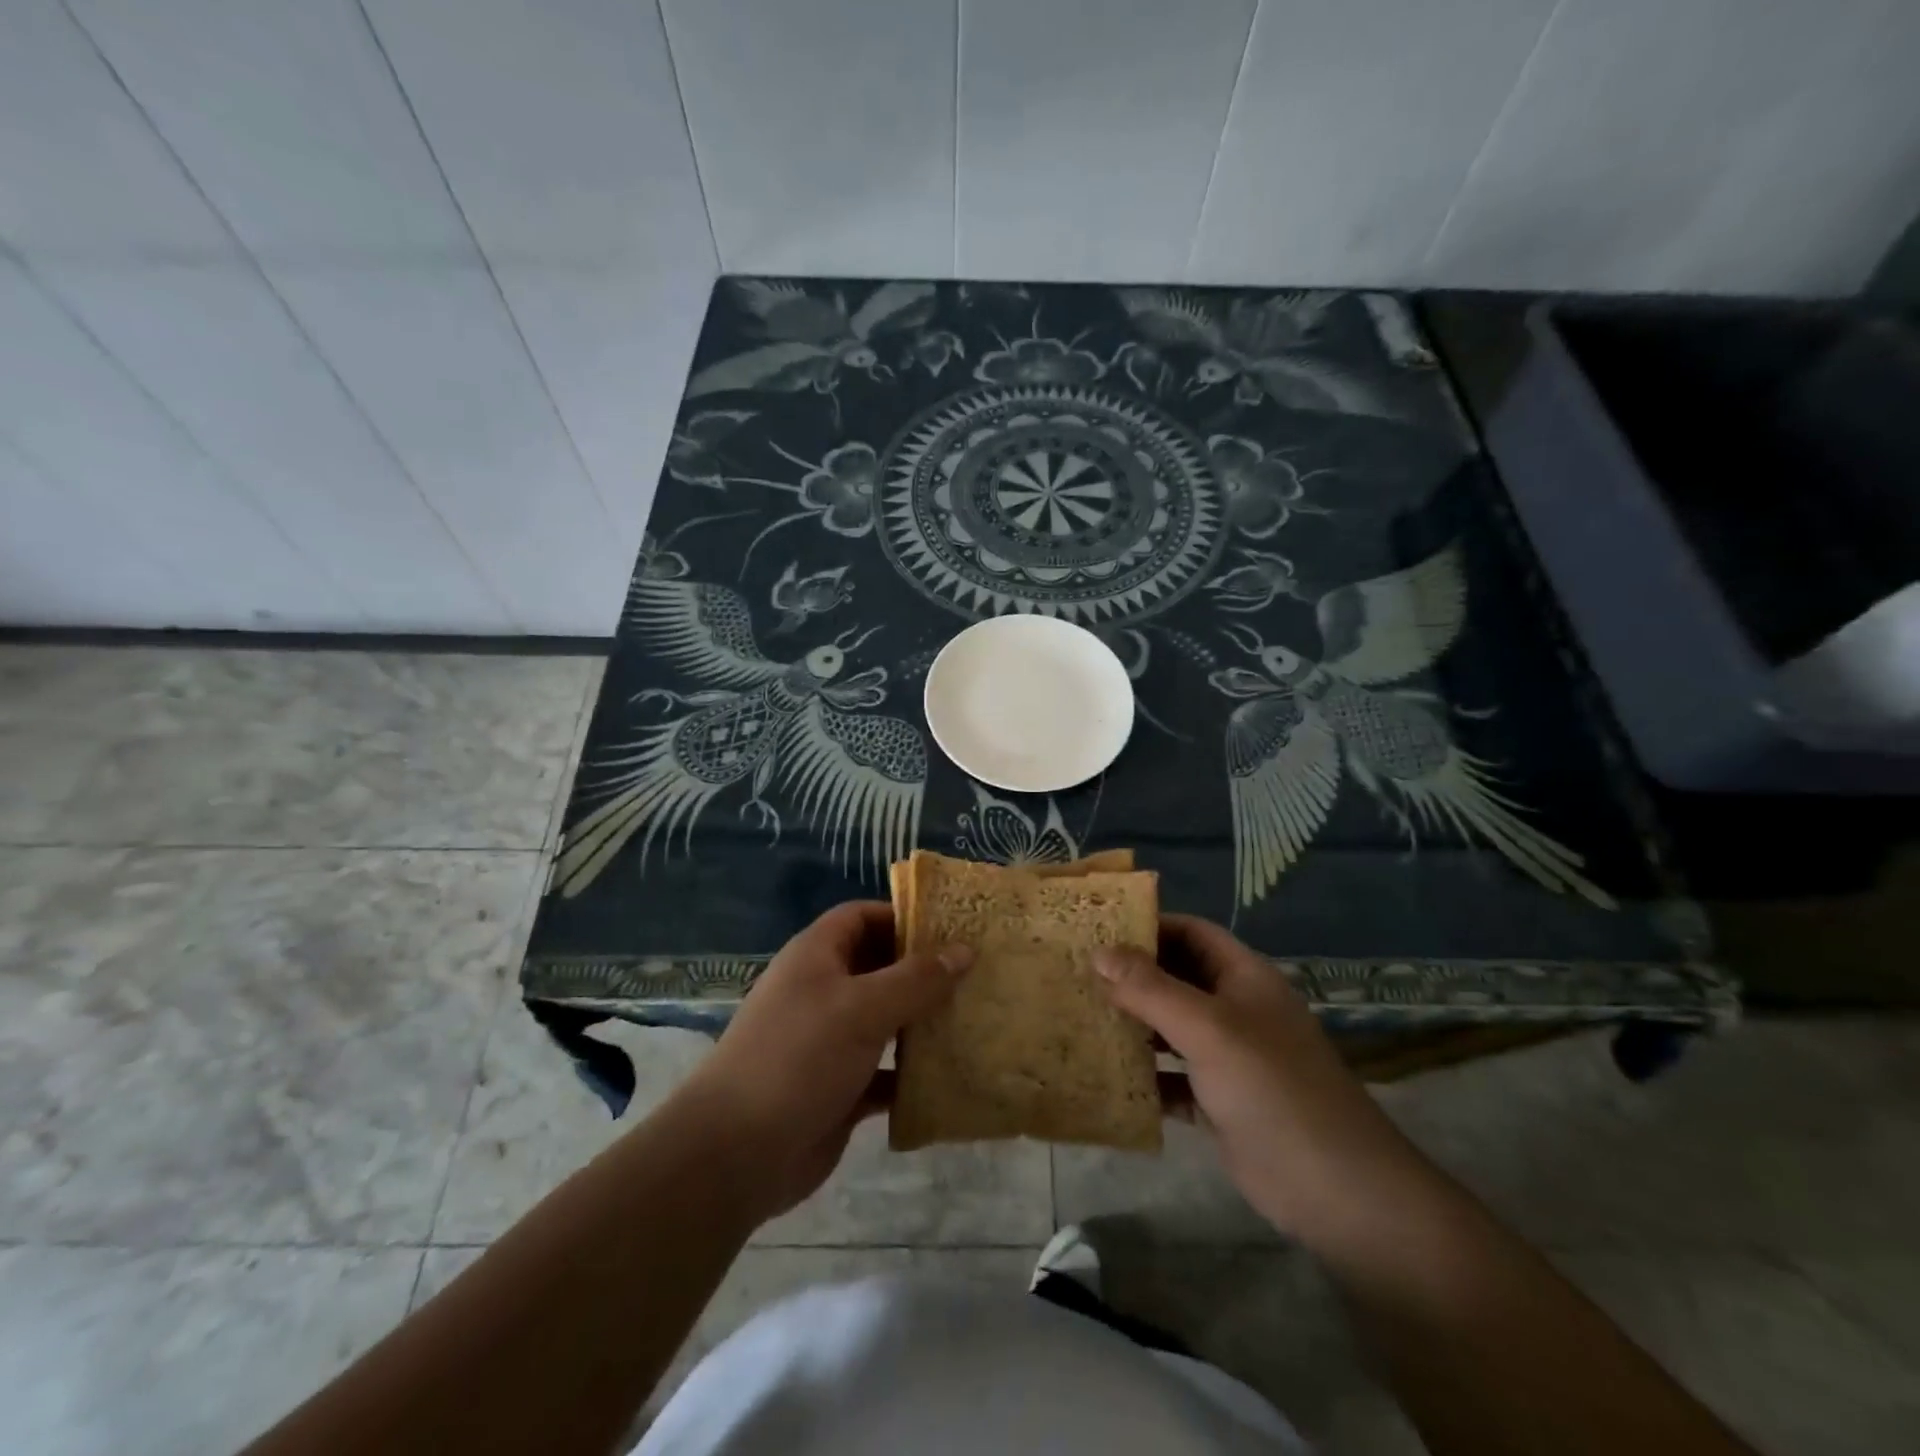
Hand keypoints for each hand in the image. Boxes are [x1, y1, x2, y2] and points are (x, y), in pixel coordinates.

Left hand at [679, 901, 971, 1221]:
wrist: (736, 1154)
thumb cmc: (799, 1057)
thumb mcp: (862, 1008)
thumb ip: (916, 979)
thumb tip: (964, 950)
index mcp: (817, 956)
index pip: (863, 916)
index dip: (904, 916)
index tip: (953, 927)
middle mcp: (823, 991)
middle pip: (880, 967)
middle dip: (924, 971)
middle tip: (977, 974)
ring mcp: (830, 1041)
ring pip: (886, 1020)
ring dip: (923, 1022)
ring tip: (975, 1019)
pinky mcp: (840, 1087)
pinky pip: (886, 1071)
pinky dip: (913, 1074)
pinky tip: (951, 1077)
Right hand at [1095, 915, 1422, 1241]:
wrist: (1337, 1191)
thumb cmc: (1272, 1088)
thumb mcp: (1207, 1028)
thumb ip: (1151, 989)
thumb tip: (1098, 952)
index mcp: (1243, 977)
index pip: (1191, 933)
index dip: (1148, 927)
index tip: (1097, 930)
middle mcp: (1236, 1010)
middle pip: (1177, 978)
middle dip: (1131, 976)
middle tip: (1076, 974)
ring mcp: (1229, 1058)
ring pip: (1171, 1028)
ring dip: (1133, 1024)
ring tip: (1081, 1018)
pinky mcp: (1220, 1102)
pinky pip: (1172, 1078)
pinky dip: (1144, 1076)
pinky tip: (1107, 1077)